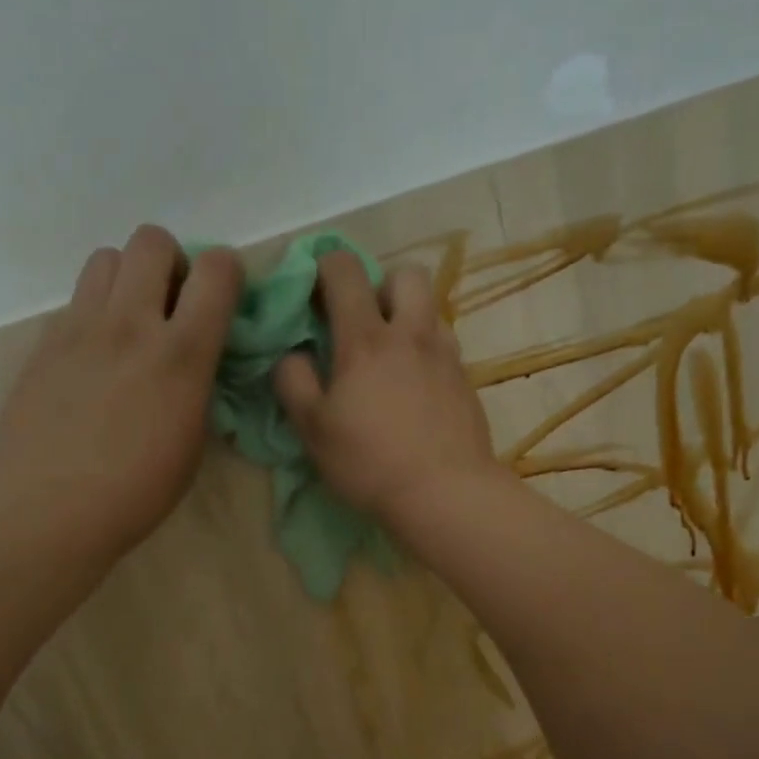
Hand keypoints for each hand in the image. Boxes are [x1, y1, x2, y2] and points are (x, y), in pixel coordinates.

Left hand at [0, 225, 241, 558]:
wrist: (50, 508)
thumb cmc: (137, 492)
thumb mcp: (192, 442)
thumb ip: (197, 384)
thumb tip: (193, 360)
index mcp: (181, 354)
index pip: (217, 270)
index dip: (228, 274)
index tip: (223, 302)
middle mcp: (130, 323)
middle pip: (152, 239)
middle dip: (171, 264)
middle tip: (170, 307)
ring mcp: (80, 328)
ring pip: (106, 258)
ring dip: (127, 280)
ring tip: (128, 325)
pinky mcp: (45, 343)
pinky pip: (75, 302)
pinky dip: (94, 316)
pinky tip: (92, 362)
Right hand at [273, 250, 509, 533]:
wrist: (444, 492)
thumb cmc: (369, 462)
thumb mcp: (313, 429)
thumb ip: (293, 382)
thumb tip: (292, 354)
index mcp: (365, 339)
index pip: (344, 271)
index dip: (325, 266)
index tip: (315, 290)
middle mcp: (410, 334)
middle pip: (405, 273)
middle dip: (381, 284)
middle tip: (364, 322)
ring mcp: (445, 355)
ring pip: (430, 309)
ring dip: (408, 317)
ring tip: (392, 357)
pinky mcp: (466, 381)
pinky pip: (445, 346)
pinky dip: (427, 352)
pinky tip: (416, 389)